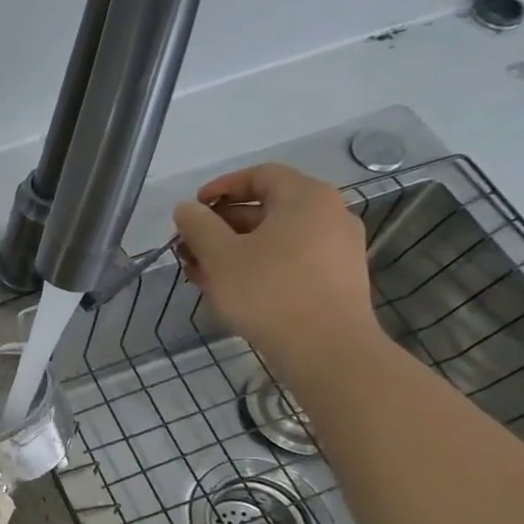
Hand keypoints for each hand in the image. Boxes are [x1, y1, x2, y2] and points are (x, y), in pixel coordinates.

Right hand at [173, 163, 380, 377]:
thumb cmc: (269, 291)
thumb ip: (198, 225)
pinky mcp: (335, 278)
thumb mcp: (220, 255)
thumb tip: (186, 208)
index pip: (260, 175)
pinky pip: (290, 259)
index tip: (192, 208)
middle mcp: (329, 215)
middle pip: (267, 208)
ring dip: (234, 248)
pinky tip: (230, 288)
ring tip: (201, 272)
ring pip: (275, 237)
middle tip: (189, 247)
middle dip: (221, 225)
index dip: (221, 187)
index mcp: (306, 198)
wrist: (327, 348)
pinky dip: (257, 264)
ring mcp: (337, 248)